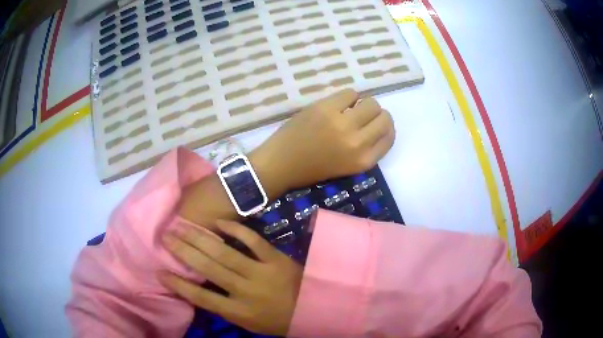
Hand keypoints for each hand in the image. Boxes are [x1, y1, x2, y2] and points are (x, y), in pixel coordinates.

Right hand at [160, 220, 302, 335]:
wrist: (313, 309)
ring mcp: (262, 272)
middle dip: (183, 251)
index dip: (179, 284)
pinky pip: (253, 240)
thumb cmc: (277, 320)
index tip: (160, 271)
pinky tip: (219, 222)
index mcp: (239, 311)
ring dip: (200, 238)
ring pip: (224, 252)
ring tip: (182, 226)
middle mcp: (246, 291)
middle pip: (207, 268)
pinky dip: (236, 229)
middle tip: (166, 237)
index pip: (201, 297)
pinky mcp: (276, 258)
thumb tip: (200, 290)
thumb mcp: (248, 323)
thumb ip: (225, 308)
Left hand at [251, 89, 394, 190]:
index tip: (376, 125)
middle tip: (362, 115)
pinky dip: (347, 97)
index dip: (385, 128)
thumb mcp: (347, 167)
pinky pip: (350, 93)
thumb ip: (366, 149)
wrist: (280, 164)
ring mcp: (342, 123)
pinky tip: (337, 104)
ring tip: (349, 109)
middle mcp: (358, 143)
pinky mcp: (326, 108)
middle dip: (376, 115)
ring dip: (363, 104)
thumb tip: (376, 124)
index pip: (389, 137)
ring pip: (371, 103)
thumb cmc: (312, 169)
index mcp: (364, 161)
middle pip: (384, 117)